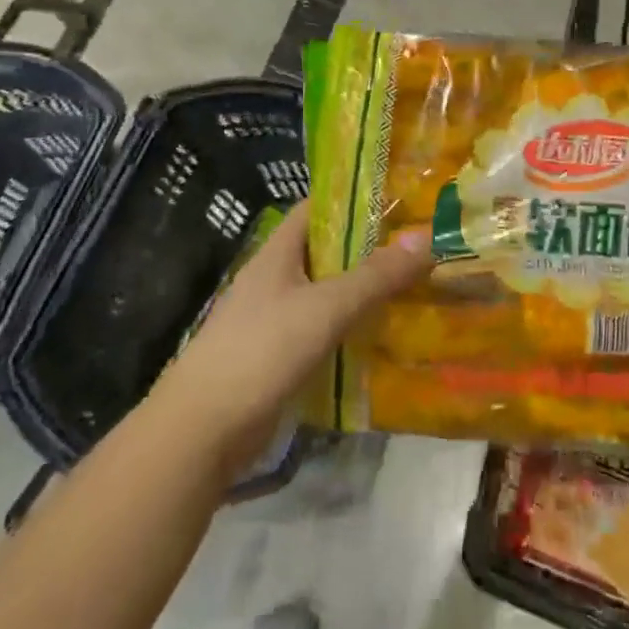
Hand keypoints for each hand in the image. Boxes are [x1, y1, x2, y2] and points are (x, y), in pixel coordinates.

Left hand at [162, 201, 430, 474]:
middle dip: (370, 249)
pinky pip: (322, 331)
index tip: (399, 199)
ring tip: (413, 288)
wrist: (203, 430)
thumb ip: (375, 276)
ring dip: (363, 292)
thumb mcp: (325, 308)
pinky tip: (383, 337)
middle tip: (419, 247)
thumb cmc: (261, 352)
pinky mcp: (278, 356)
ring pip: (327, 294)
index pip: (316, 208)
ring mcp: (274, 319)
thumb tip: (426, 239)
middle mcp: (274, 279)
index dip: (354, 198)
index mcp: (276, 253)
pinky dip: (350, 329)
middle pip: (327, 251)